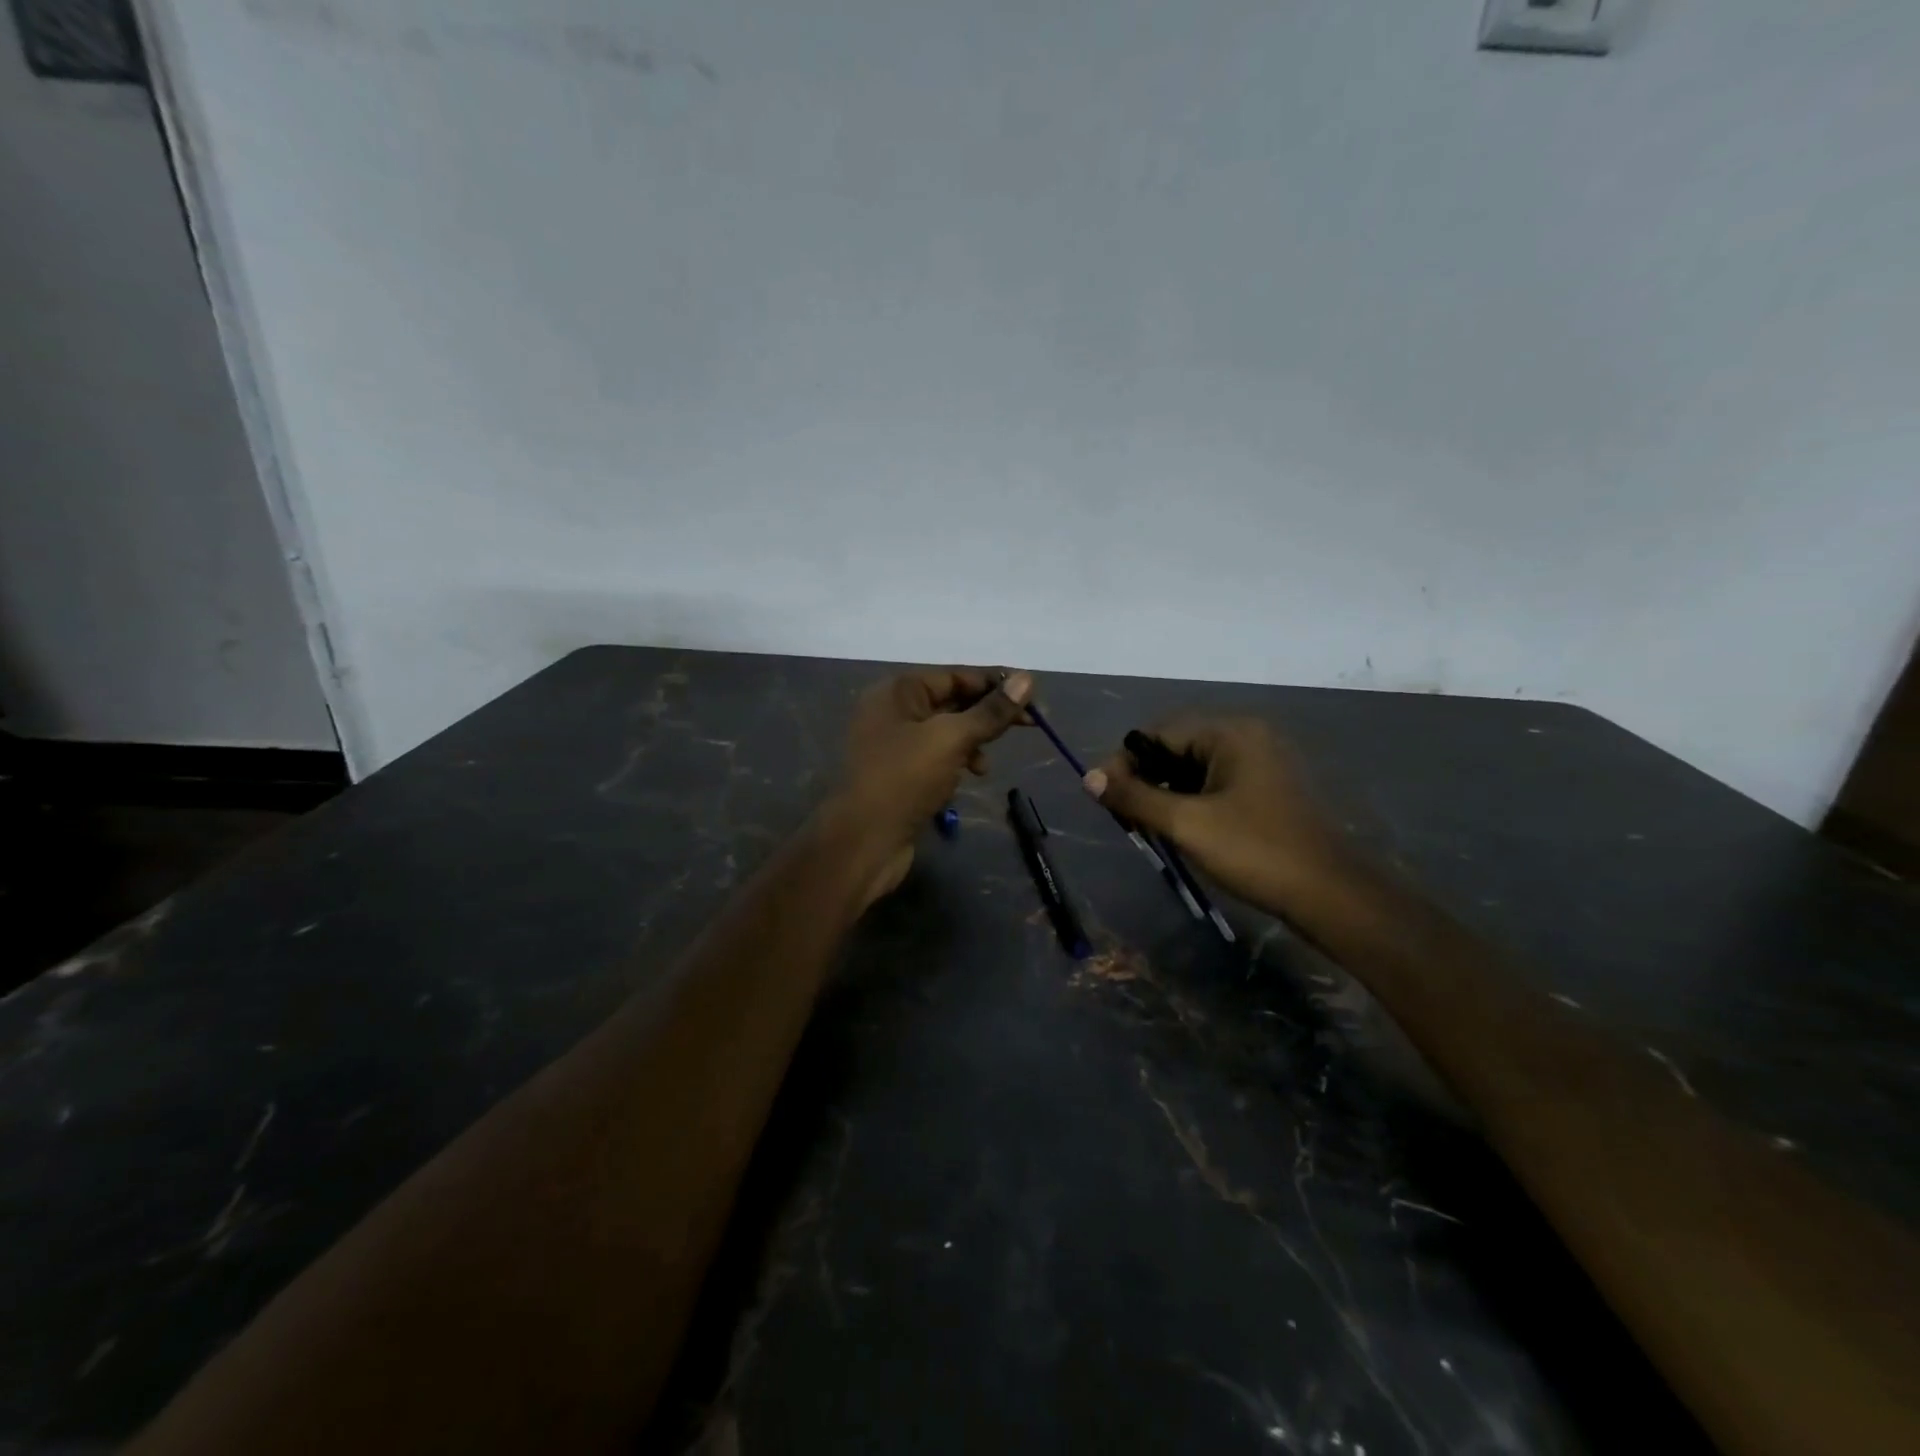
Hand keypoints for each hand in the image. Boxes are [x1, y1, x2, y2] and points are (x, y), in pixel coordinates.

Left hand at [829, 668, 1033, 904]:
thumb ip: (990, 711)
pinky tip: (968, 778)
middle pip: (951, 702)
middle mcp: (892, 711)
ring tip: (985, 766)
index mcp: (898, 691)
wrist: (864, 840)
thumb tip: (1027, 678)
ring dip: (973, 742)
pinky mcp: (899, 774)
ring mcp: (894, 744)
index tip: (1032, 696)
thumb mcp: (952, 739)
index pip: (954, 676)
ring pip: (946, 732)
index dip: (994, 684)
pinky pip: (936, 757)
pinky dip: (956, 762)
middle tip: (1029, 725)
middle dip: (987, 714)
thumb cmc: (905, 778)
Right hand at [1084, 716, 1342, 916]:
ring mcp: (1262, 762)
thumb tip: (1088, 778)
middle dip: (1144, 779)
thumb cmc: (1254, 851)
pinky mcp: (1268, 788)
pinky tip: (1181, 829)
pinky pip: (1216, 783)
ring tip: (1148, 826)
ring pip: (1194, 768)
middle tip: (1124, 817)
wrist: (1329, 894)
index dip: (1123, 763)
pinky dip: (1191, 801)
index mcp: (1229, 733)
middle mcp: (1247, 737)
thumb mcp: (1186, 824)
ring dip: (1166, 793)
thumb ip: (1134, 797)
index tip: (1103, 797)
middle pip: (1176, 748)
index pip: (1157, 734)